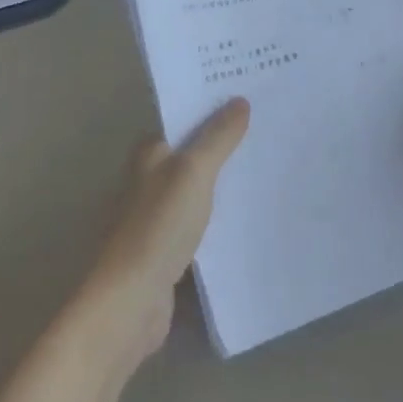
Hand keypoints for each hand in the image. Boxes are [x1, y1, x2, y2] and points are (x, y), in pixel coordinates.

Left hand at [82, 99, 249, 365]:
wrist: (131, 301)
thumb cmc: (159, 226)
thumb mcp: (194, 172)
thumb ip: (218, 137)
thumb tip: (240, 100)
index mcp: (149, 153)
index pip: (185, 120)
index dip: (215, 109)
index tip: (253, 100)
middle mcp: (149, 178)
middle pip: (194, 154)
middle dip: (226, 145)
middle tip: (270, 132)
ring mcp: (157, 215)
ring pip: (199, 189)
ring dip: (226, 183)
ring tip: (269, 169)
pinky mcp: (167, 249)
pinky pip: (201, 223)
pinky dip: (221, 218)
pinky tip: (251, 217)